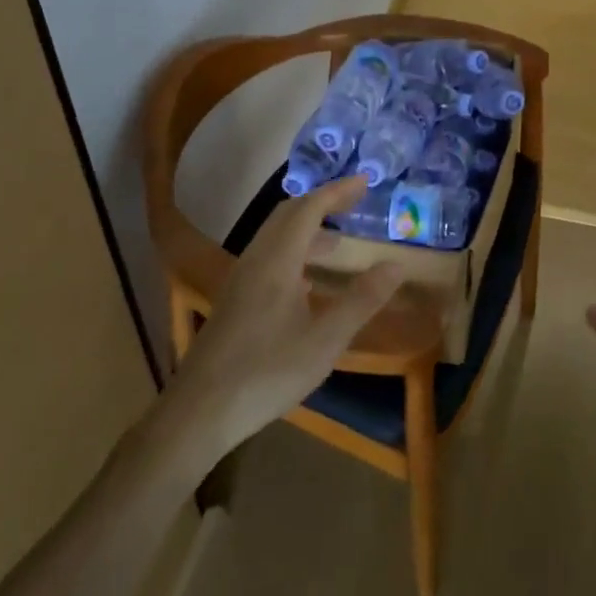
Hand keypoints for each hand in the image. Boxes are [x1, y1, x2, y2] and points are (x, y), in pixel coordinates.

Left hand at [167, 174, 402, 455]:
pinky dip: (294, 249)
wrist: (198, 412)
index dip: (337, 192)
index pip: (308, 209)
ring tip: (338, 242)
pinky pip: (268, 255)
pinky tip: (307, 281)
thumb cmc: (266, 373)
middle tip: (354, 203)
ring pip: (275, 236)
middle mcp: (256, 260)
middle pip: (288, 214)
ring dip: (307, 227)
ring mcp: (240, 279)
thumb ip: (361, 301)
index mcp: (277, 261)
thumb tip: (396, 265)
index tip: (365, 182)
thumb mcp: (324, 341)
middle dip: (322, 203)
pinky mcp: (234, 299)